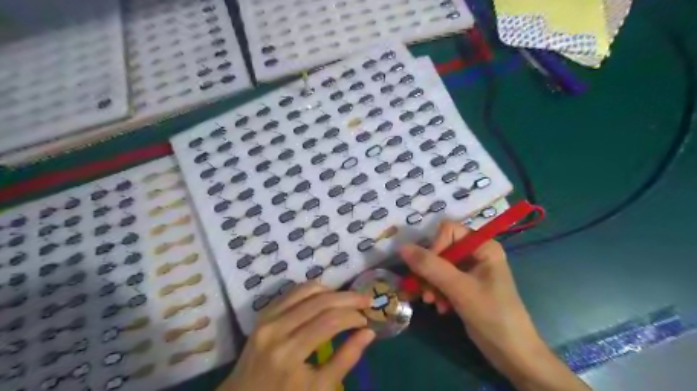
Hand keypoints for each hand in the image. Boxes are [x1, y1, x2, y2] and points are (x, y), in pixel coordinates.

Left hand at [221, 281, 375, 390]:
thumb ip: (346, 359)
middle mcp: (277, 328)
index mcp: (289, 353)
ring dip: (331, 290)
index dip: (352, 316)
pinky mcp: (263, 313)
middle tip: (365, 300)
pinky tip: (325, 297)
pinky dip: (313, 290)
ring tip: (347, 299)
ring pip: (306, 290)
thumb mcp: (319, 389)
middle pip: (320, 301)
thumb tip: (368, 332)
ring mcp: (267, 318)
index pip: (329, 321)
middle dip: (348, 298)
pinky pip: (292, 292)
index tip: (366, 320)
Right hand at [397, 222, 586, 389]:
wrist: (512, 353)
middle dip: (429, 271)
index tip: (427, 270)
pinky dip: (437, 292)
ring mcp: (470, 270)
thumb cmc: (492, 315)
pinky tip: (440, 307)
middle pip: (441, 249)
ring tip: (431, 301)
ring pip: (438, 266)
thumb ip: (430, 266)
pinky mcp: (464, 286)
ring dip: (431, 284)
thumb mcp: (459, 288)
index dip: (435, 247)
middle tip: (424, 291)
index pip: (448, 231)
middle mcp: (476, 253)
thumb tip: (402, 247)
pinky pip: (442, 280)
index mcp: (483, 246)